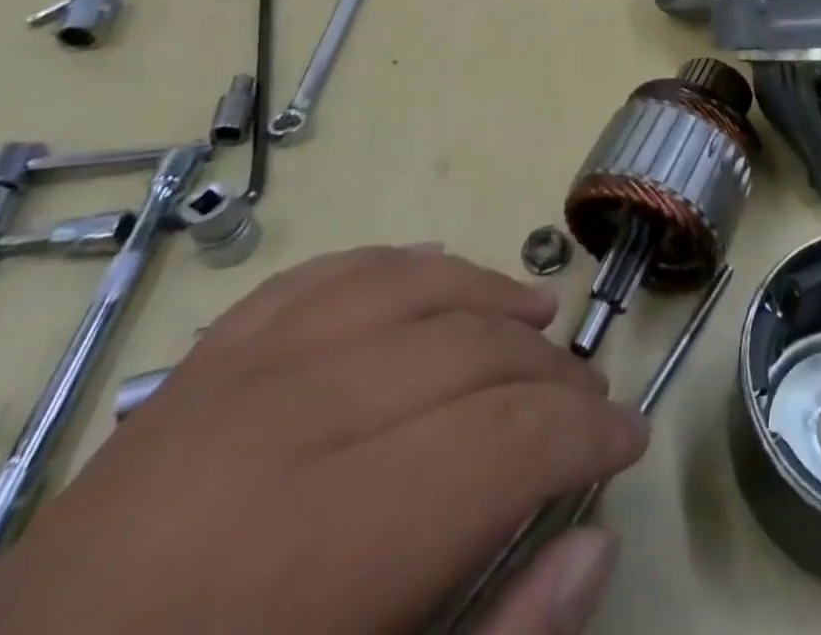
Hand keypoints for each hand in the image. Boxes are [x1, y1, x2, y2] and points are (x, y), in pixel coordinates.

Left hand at [0, 246, 648, 634]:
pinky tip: (437, 273)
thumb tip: (594, 544)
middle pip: (463, 354)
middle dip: (549, 376)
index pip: (501, 441)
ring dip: (486, 294)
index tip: (630, 440)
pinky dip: (393, 267)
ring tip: (539, 316)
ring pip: (401, 291)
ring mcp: (222, 385)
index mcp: (315, 553)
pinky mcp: (189, 372)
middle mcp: (275, 435)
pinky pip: (318, 280)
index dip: (585, 433)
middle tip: (590, 402)